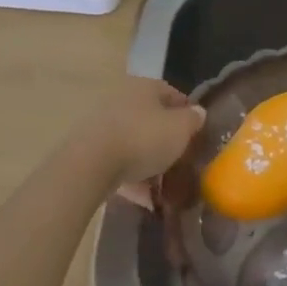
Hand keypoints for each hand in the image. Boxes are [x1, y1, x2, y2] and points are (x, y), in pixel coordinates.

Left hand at [64, 77, 205, 194]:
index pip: (172, 94)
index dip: (188, 113)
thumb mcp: (180, 129)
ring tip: (163, 185)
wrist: (90, 164)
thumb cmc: (143, 138)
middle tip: (181, 160)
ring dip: (148, 161)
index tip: (197, 135)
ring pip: (133, 141)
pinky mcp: (88, 149)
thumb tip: (197, 112)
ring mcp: (102, 124)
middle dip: (166, 139)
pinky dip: (131, 177)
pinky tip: (144, 198)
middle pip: (151, 118)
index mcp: (144, 87)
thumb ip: (193, 119)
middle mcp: (122, 99)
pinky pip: (117, 162)